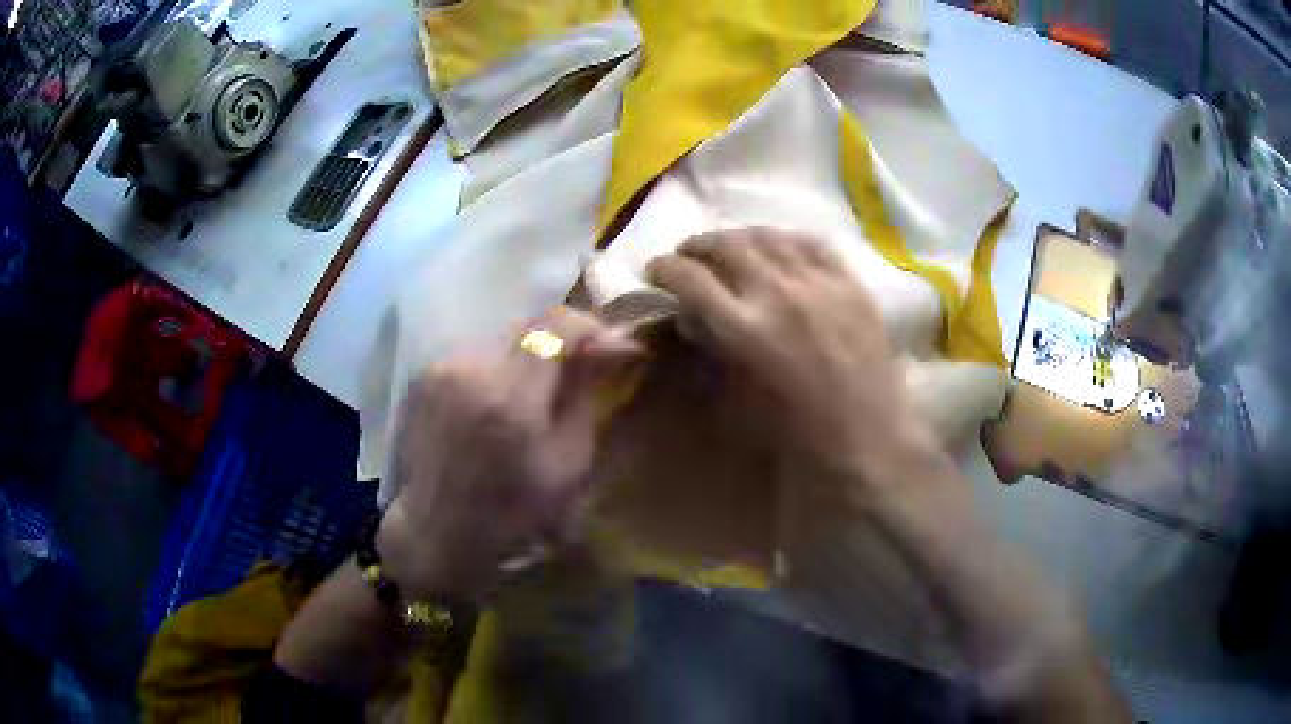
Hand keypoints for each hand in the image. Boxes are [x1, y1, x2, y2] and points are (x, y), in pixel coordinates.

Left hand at [376, 308, 641, 601]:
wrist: (433, 534)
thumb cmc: (510, 516)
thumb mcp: (567, 466)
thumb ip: (586, 396)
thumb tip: (614, 346)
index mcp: (510, 396)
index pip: (557, 324)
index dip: (593, 328)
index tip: (614, 351)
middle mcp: (471, 367)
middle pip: (529, 323)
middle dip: (563, 340)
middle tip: (586, 368)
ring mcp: (442, 367)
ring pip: (503, 336)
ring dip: (531, 353)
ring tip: (543, 388)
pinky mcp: (426, 374)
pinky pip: (478, 353)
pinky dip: (502, 366)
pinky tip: (506, 399)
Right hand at [647, 228, 935, 484]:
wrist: (868, 443)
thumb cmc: (796, 438)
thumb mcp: (736, 401)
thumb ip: (712, 350)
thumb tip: (693, 317)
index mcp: (744, 329)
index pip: (689, 277)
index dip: (664, 268)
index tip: (656, 270)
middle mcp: (778, 293)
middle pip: (726, 244)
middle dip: (697, 245)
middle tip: (689, 256)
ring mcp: (819, 284)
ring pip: (768, 236)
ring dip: (739, 237)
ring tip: (731, 247)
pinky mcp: (851, 284)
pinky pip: (813, 243)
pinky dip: (787, 240)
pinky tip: (779, 248)